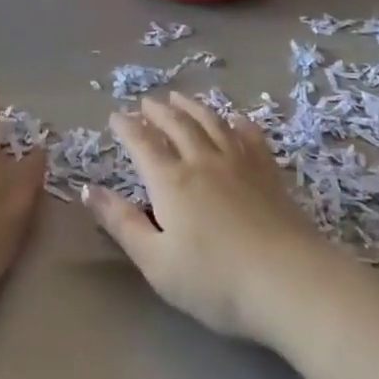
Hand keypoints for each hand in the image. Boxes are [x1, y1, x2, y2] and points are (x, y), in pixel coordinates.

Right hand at [84, 92, 348, 346]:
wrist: (289, 281)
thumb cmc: (214, 281)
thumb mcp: (156, 262)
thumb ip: (122, 224)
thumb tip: (89, 189)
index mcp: (171, 182)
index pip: (143, 144)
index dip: (127, 128)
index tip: (115, 116)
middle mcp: (203, 161)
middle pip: (177, 125)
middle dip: (158, 111)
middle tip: (146, 101)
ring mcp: (240, 163)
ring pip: (211, 122)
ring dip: (192, 107)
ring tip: (180, 97)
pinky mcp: (269, 173)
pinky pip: (250, 136)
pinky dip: (238, 123)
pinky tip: (236, 119)